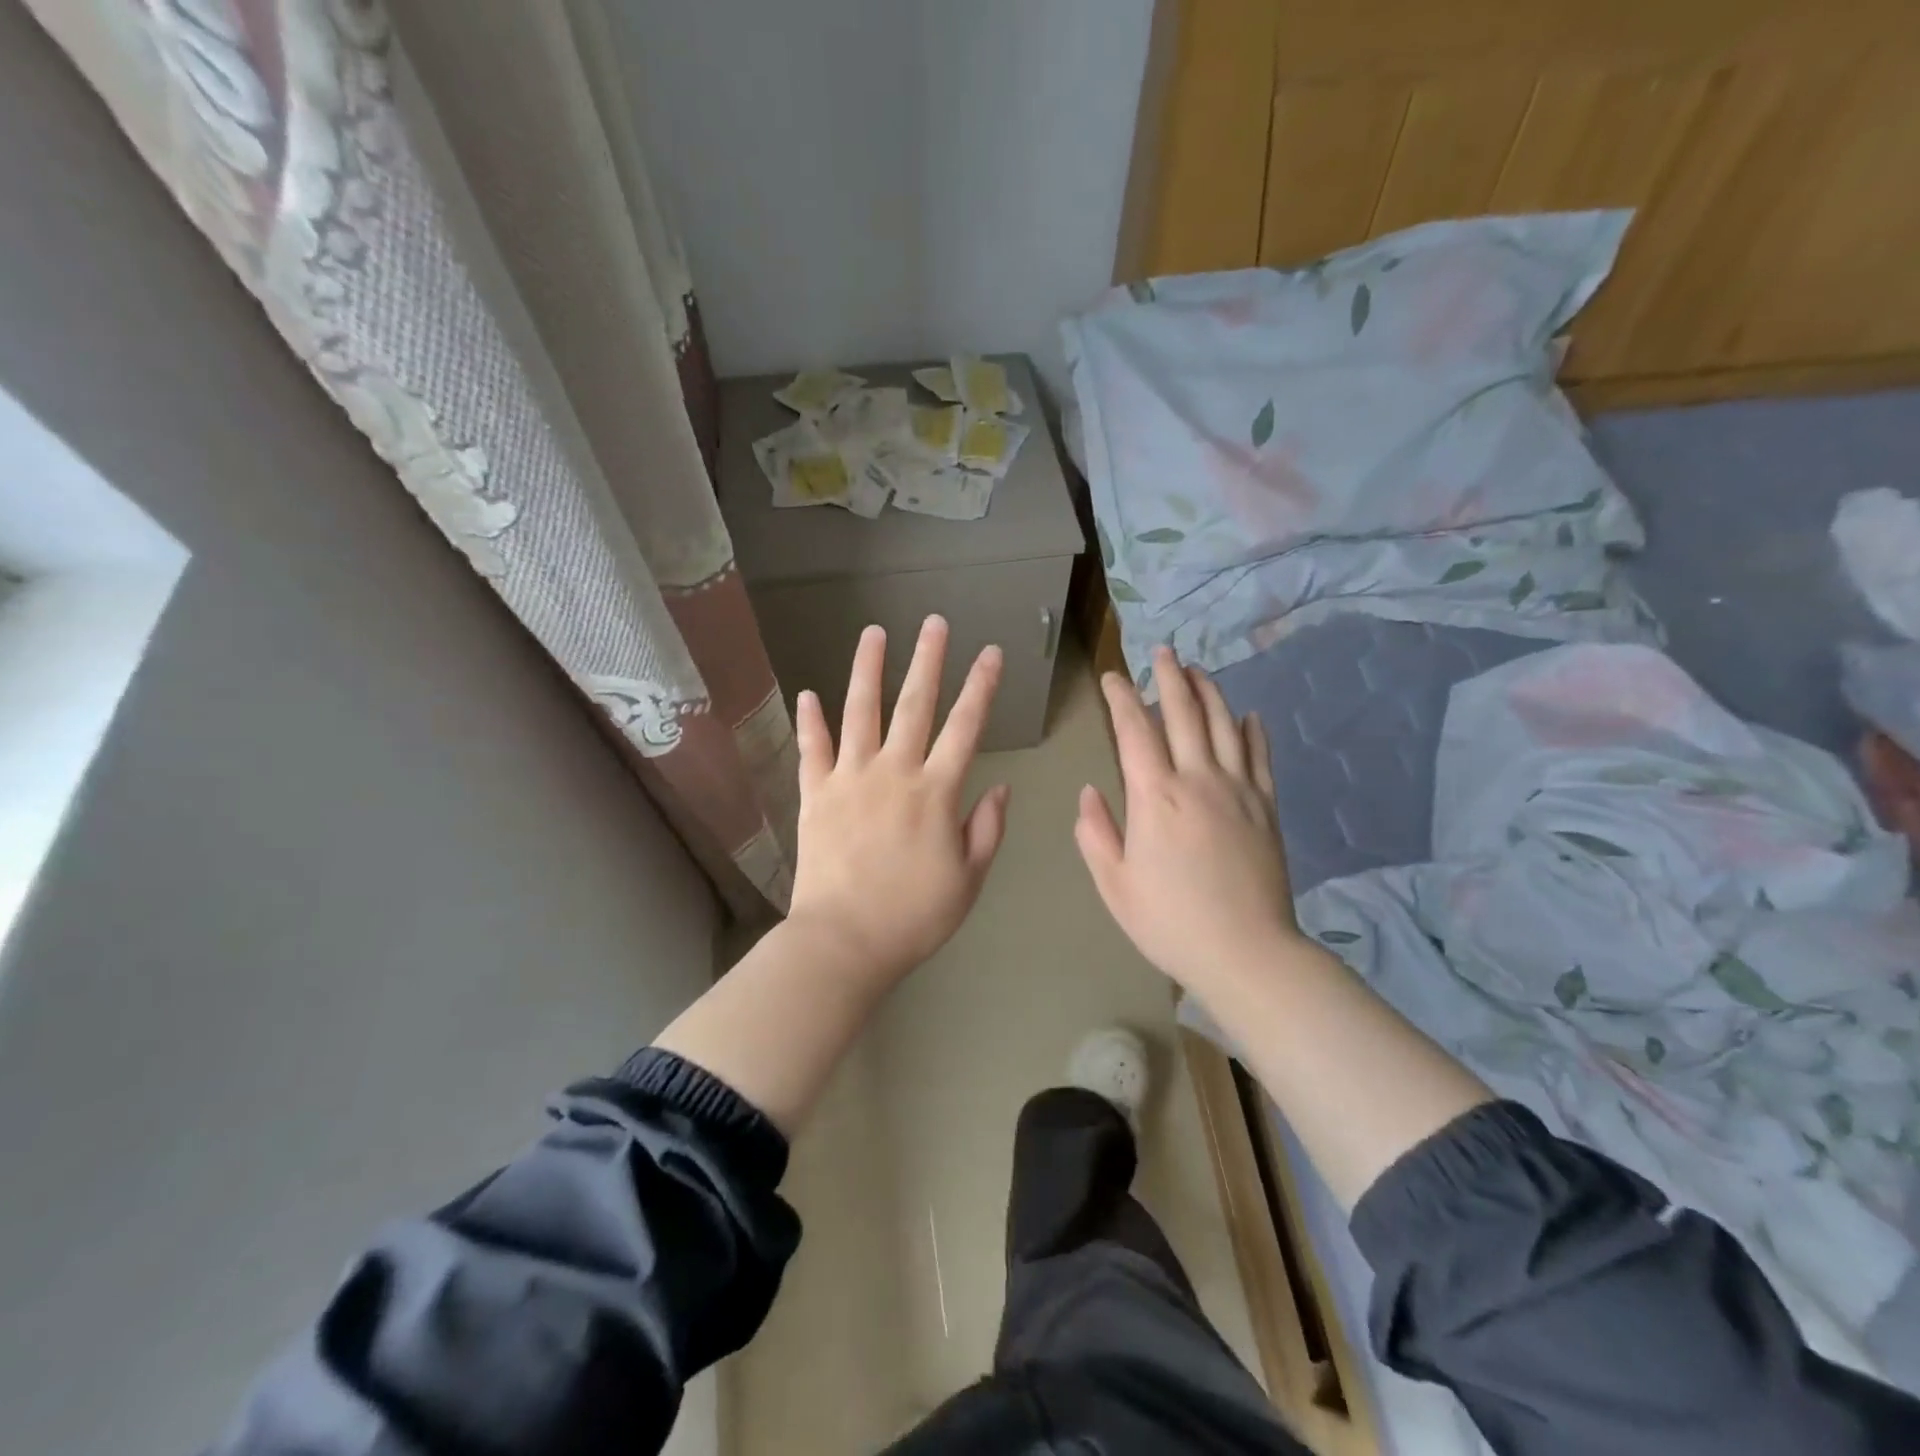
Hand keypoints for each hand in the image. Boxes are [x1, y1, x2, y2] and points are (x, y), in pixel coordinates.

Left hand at [787, 616, 1010, 980]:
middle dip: (928, 660)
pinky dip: (810, 721)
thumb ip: (987, 829)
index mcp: (936, 792)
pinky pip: (812, 750)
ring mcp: (849, 779)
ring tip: (873, 633)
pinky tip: (808, 693)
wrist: (844, 941)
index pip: (966, 728)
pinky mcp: (815, 795)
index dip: (981, 688)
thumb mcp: (968, 880)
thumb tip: (1000, 787)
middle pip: (915, 705)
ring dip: (868, 670)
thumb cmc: (914, 916)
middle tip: (934, 622)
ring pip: (860, 712)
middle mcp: (894, 772)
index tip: (991, 654)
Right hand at [1076, 645, 1300, 993]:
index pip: (1134, 730)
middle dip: (1170, 677)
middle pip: (1184, 713)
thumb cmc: (1170, 921)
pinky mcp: (1266, 807)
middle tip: (1163, 652)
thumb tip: (1090, 793)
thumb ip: (1095, 833)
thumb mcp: (1114, 883)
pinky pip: (1260, 756)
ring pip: (1224, 725)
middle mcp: (1198, 780)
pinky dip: (1253, 730)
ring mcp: (1239, 790)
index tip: (1112, 677)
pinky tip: (1249, 715)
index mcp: (1155, 797)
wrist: (1246, 952)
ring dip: (1209, 692)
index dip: (1121, 698)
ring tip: (1198, 670)